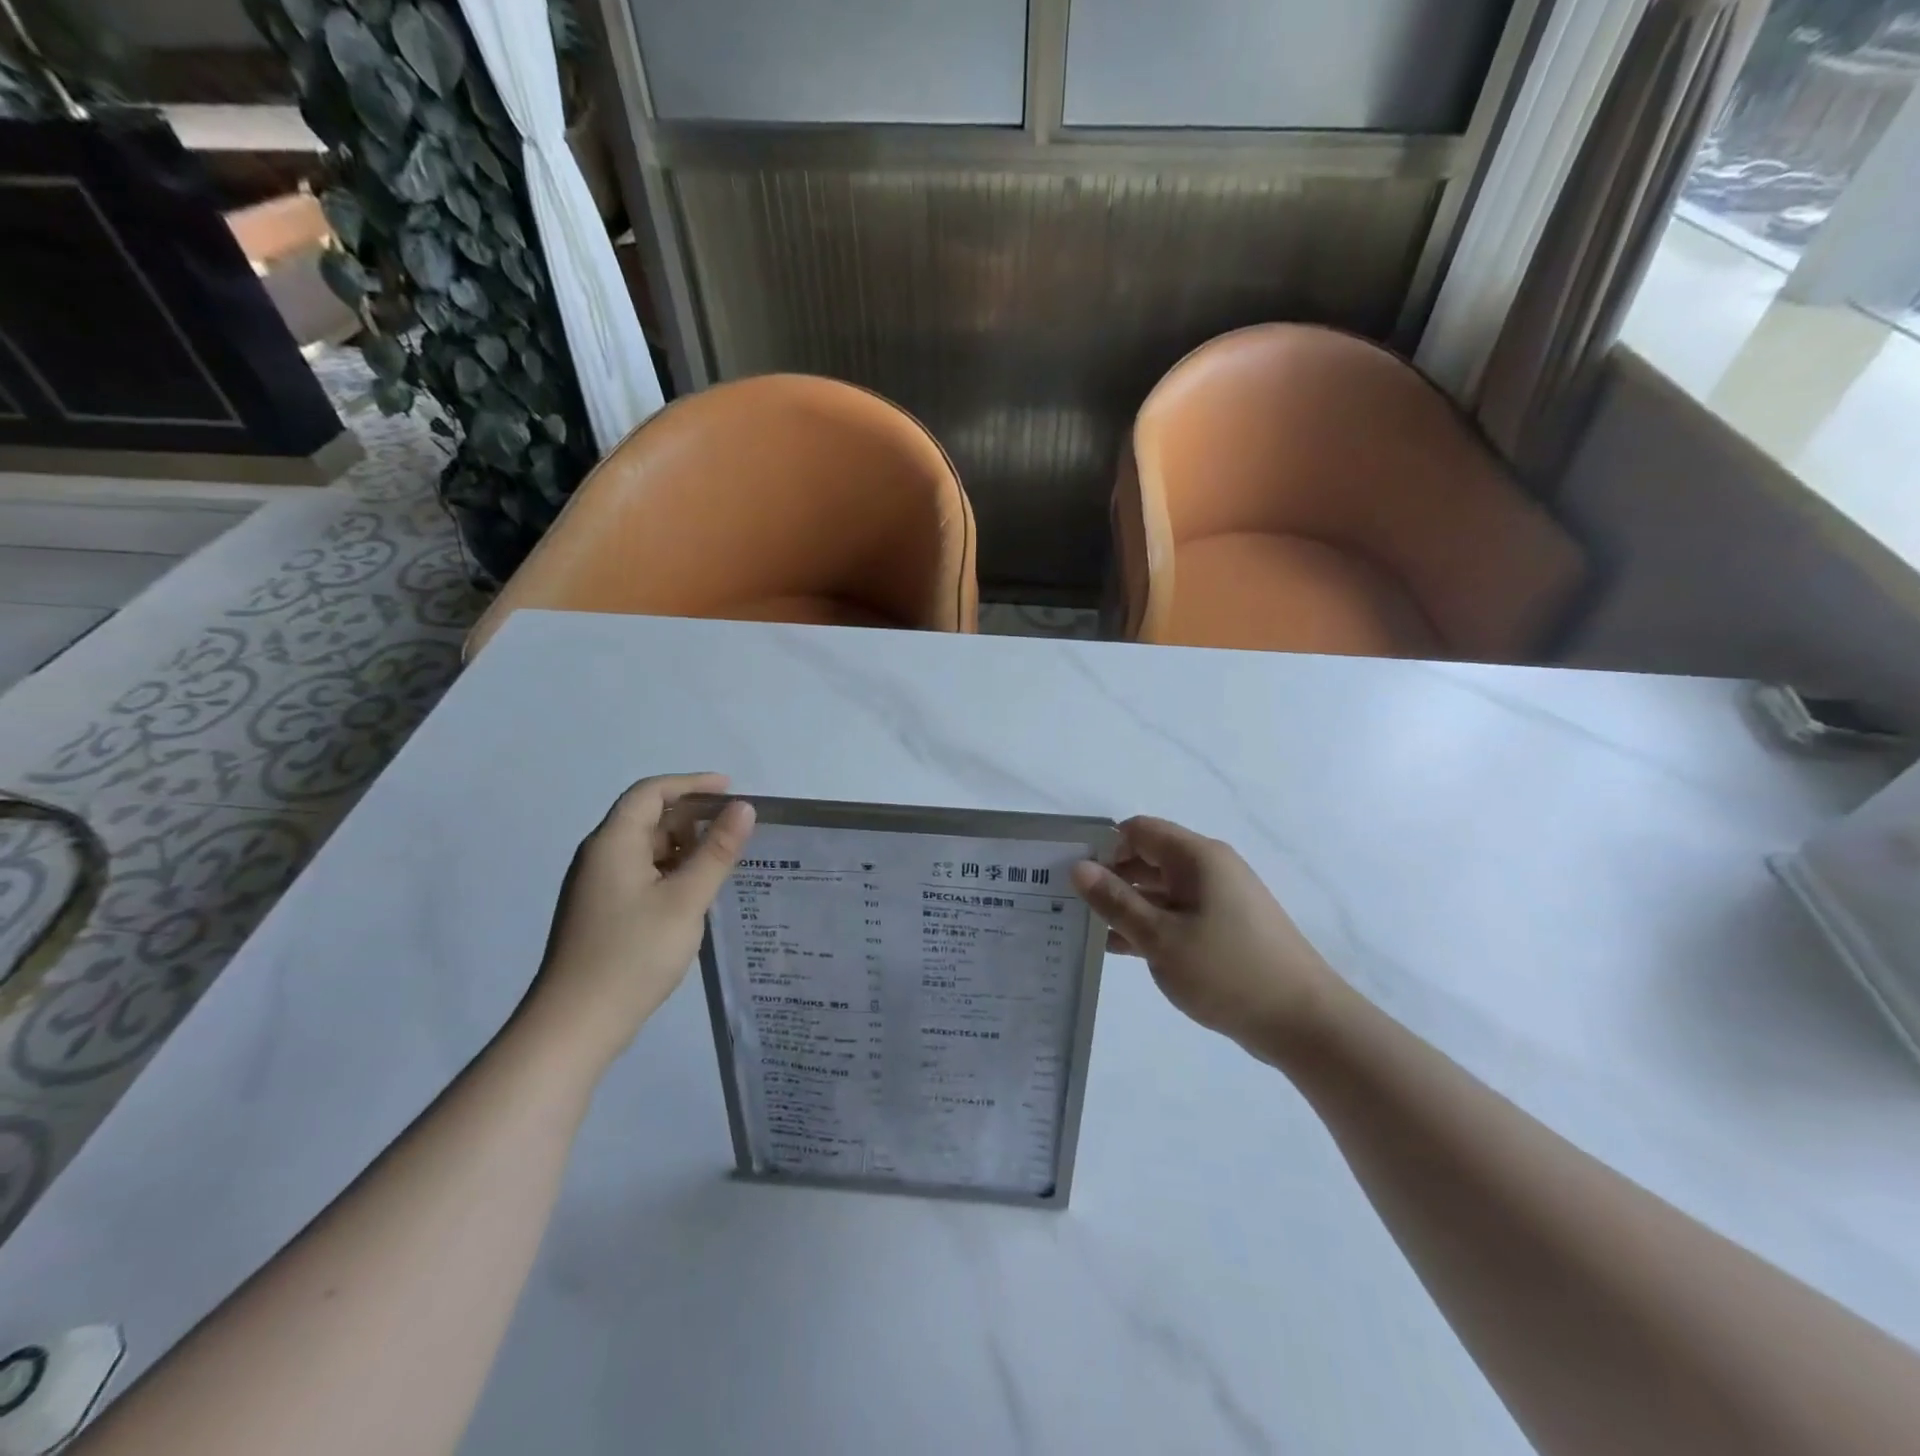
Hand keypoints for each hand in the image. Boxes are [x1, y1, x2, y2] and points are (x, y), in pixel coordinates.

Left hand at [519, 773, 754, 1071]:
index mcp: (613, 843)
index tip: (731, 789)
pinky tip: (698, 891)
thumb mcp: (686, 899)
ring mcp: (598, 886)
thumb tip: (743, 808)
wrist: (576, 1025)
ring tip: (725, 858)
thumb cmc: (633, 954)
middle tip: (736, 827)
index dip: (692, 784)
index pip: (651, 792)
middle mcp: (601, 856)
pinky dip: (672, 870)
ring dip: (685, 845)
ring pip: (646, 847)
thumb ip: (717, 851)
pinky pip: (642, 873)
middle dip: (692, 815)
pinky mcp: (603, 911)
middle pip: (647, 817)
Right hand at [1071, 817, 1340, 1059]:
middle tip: (1070, 904)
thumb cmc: (1227, 972)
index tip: (1072, 876)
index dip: (1103, 847)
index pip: (1138, 831)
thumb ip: (1116, 901)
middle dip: (1110, 877)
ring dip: (1127, 905)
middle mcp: (1209, 868)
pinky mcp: (1225, 927)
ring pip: (1161, 889)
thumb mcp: (1160, 938)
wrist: (1304, 1023)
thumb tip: (1078, 867)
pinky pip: (1177, 914)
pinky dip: (1150, 924)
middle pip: (1148, 858)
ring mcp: (1220, 898)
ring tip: (1086, 928)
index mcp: (1196, 857)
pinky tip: (1119, 949)